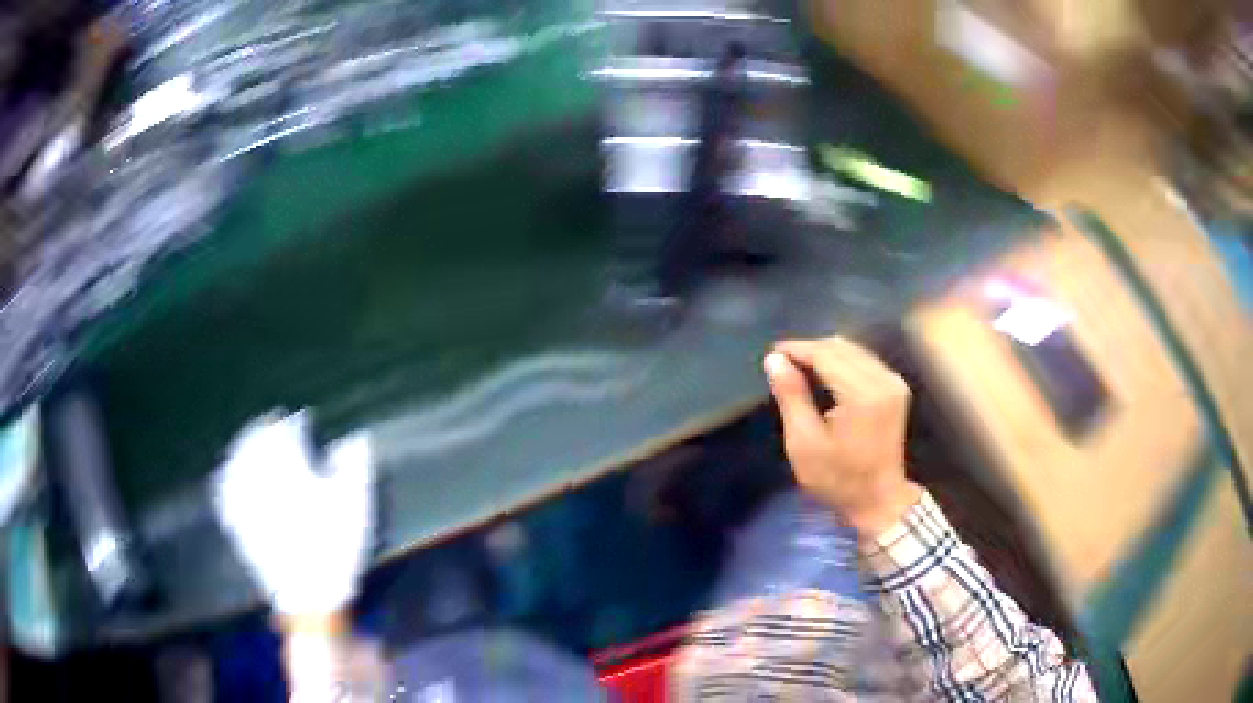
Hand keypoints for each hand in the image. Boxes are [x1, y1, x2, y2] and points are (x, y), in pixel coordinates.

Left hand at [213, 411, 374, 616]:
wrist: (310, 597)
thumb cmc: (335, 546)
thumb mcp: (356, 505)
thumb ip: (355, 465)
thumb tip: (356, 437)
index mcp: (287, 465)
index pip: (286, 430)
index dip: (297, 423)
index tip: (306, 421)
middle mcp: (259, 475)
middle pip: (256, 440)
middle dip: (265, 428)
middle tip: (275, 424)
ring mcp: (244, 500)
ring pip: (237, 461)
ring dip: (244, 446)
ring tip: (252, 442)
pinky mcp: (238, 524)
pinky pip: (225, 490)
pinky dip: (228, 476)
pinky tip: (229, 475)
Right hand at [764, 336, 921, 536]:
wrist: (879, 500)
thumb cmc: (838, 479)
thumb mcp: (804, 443)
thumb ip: (791, 397)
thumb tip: (775, 360)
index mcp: (862, 394)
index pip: (825, 354)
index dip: (797, 349)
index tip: (772, 353)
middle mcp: (882, 380)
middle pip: (841, 347)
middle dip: (810, 349)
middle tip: (783, 363)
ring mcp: (892, 382)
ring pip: (854, 350)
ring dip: (825, 354)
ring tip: (800, 368)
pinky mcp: (895, 388)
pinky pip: (865, 360)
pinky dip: (842, 361)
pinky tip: (825, 375)